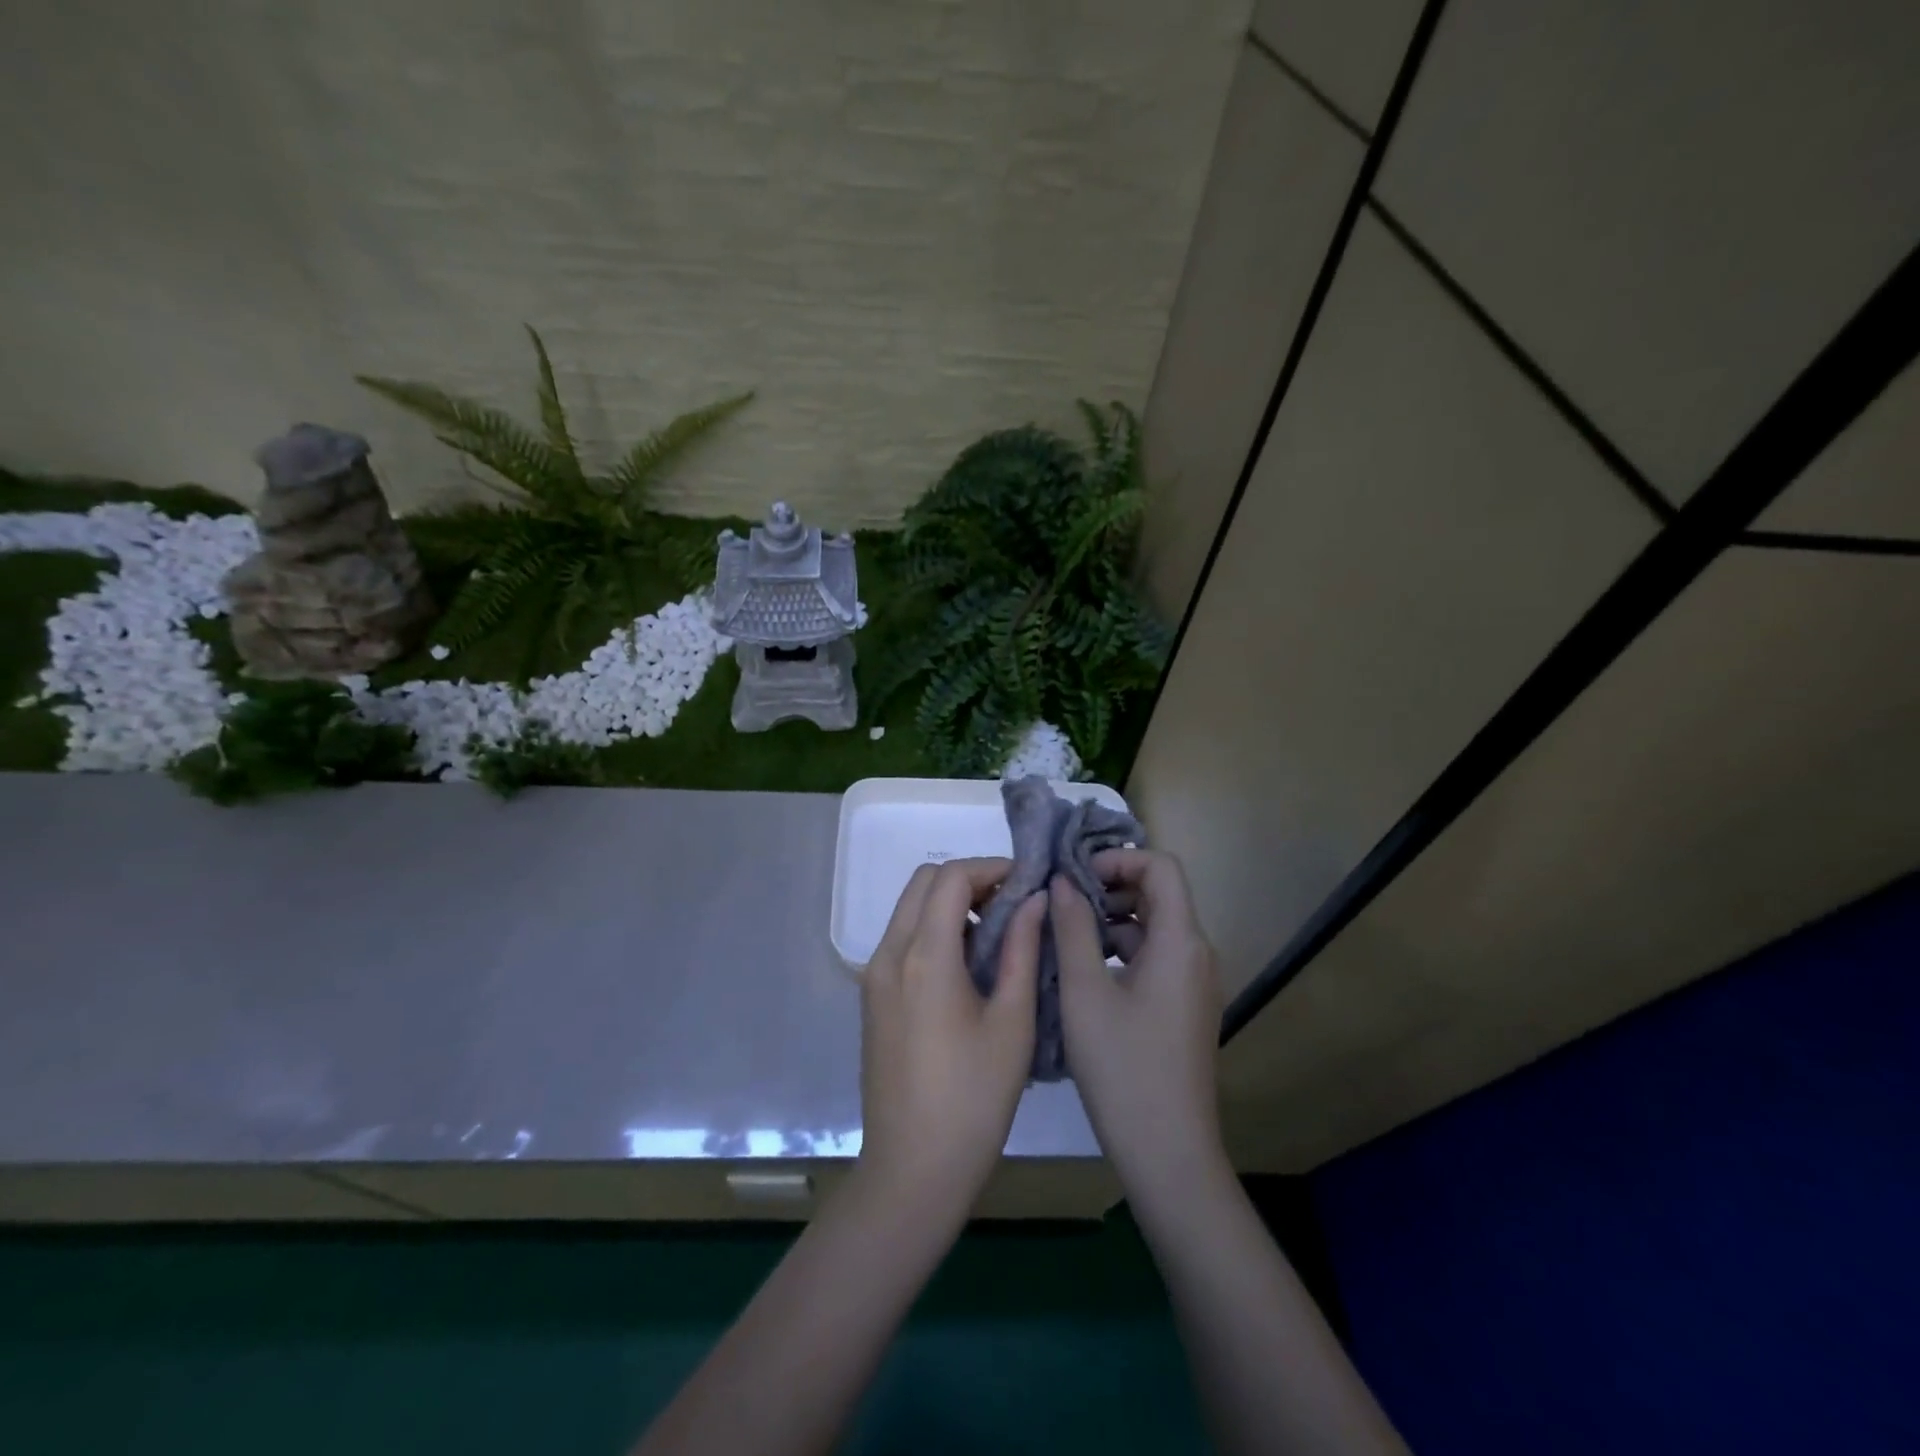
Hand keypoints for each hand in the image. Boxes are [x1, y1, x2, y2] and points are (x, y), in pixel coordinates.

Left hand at [856, 858, 1046, 1225]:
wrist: (911, 1171)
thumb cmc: (973, 1100)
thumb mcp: (1012, 1023)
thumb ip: (1022, 951)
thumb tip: (1035, 900)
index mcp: (924, 956)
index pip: (951, 878)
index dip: (991, 868)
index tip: (1026, 883)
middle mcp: (889, 954)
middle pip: (924, 883)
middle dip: (969, 880)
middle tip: (1012, 905)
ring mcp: (874, 975)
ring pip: (909, 909)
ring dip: (950, 905)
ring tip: (996, 935)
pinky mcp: (872, 997)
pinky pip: (902, 939)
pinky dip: (933, 930)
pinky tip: (967, 965)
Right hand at [1051, 849, 1225, 1197]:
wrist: (1169, 1153)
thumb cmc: (1122, 1067)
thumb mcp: (1084, 992)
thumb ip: (1072, 928)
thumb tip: (1061, 882)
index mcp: (1179, 941)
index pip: (1161, 867)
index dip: (1118, 860)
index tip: (1075, 876)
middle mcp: (1196, 953)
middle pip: (1159, 894)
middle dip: (1109, 887)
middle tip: (1061, 902)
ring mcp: (1193, 983)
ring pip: (1154, 927)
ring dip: (1111, 920)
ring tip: (1064, 935)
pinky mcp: (1184, 1007)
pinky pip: (1155, 957)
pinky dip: (1121, 950)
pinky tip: (1084, 972)